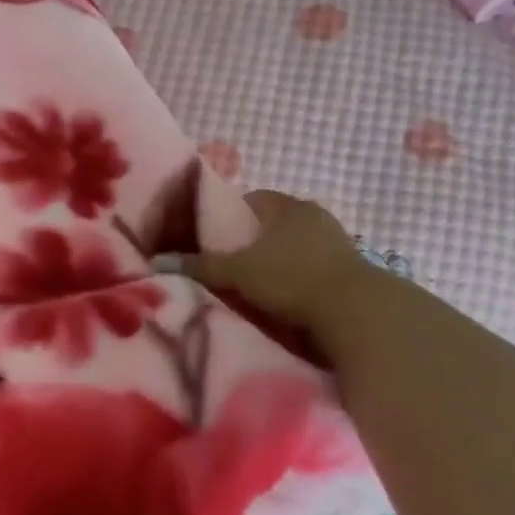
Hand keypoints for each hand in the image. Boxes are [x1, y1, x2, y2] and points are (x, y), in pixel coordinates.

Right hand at [158, 190, 371, 340]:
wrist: (356, 314)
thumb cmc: (290, 279)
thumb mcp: (236, 272)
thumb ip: (199, 265)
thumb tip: (158, 261)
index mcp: (286, 206)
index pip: (250, 200)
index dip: (227, 217)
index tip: (211, 240)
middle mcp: (314, 216)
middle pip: (271, 225)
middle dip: (249, 244)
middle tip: (226, 267)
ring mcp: (337, 243)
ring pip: (292, 248)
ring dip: (275, 264)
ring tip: (252, 288)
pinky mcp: (350, 272)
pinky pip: (311, 270)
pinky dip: (295, 281)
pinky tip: (282, 301)